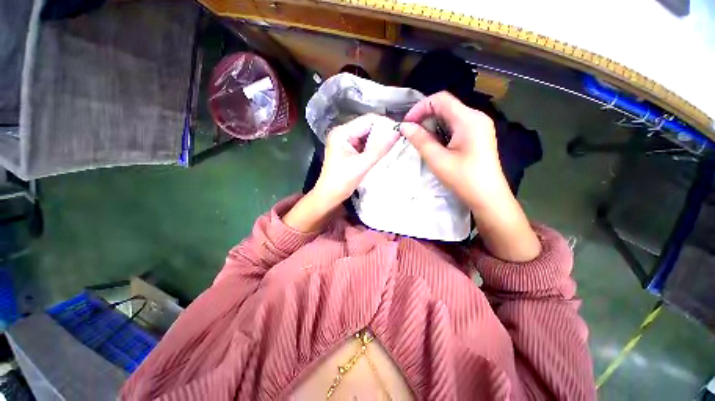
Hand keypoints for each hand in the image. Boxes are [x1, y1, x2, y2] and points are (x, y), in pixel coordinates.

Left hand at [283, 114, 399, 232]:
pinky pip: (364, 143)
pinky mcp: (347, 148)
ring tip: (390, 148)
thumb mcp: (362, 165)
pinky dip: (373, 147)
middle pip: (367, 126)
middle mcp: (342, 132)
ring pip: (367, 134)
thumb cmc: (342, 182)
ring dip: (378, 140)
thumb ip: (380, 148)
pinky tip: (380, 153)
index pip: (368, 120)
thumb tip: (397, 131)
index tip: (399, 133)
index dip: (385, 124)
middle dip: (382, 133)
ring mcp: (344, 140)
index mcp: (342, 133)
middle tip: (396, 141)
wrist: (329, 196)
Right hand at [401, 91, 540, 261]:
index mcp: (469, 119)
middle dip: (425, 116)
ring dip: (432, 124)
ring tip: (420, 139)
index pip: (440, 99)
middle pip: (445, 106)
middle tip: (411, 133)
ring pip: (450, 116)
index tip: (407, 124)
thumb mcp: (438, 160)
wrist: (488, 197)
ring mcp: (478, 126)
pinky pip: (455, 126)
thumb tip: (405, 126)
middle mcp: (476, 117)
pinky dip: (441, 131)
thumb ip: (420, 140)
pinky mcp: (477, 136)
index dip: (420, 108)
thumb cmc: (463, 179)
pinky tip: (435, 144)